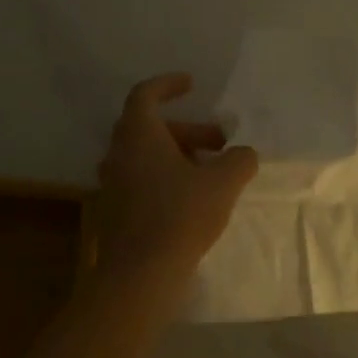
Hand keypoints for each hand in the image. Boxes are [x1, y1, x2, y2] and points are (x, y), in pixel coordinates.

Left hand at [96, 73, 257, 287]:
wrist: (140, 273)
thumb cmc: (180, 216)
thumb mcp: (223, 183)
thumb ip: (239, 160)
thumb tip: (244, 153)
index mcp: (139, 136)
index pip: (145, 95)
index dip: (168, 85)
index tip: (192, 84)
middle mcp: (118, 154)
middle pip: (152, 128)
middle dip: (189, 131)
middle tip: (220, 143)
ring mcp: (112, 184)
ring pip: (147, 156)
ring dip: (179, 156)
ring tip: (212, 173)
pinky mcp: (115, 211)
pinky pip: (141, 181)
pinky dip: (166, 178)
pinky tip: (193, 199)